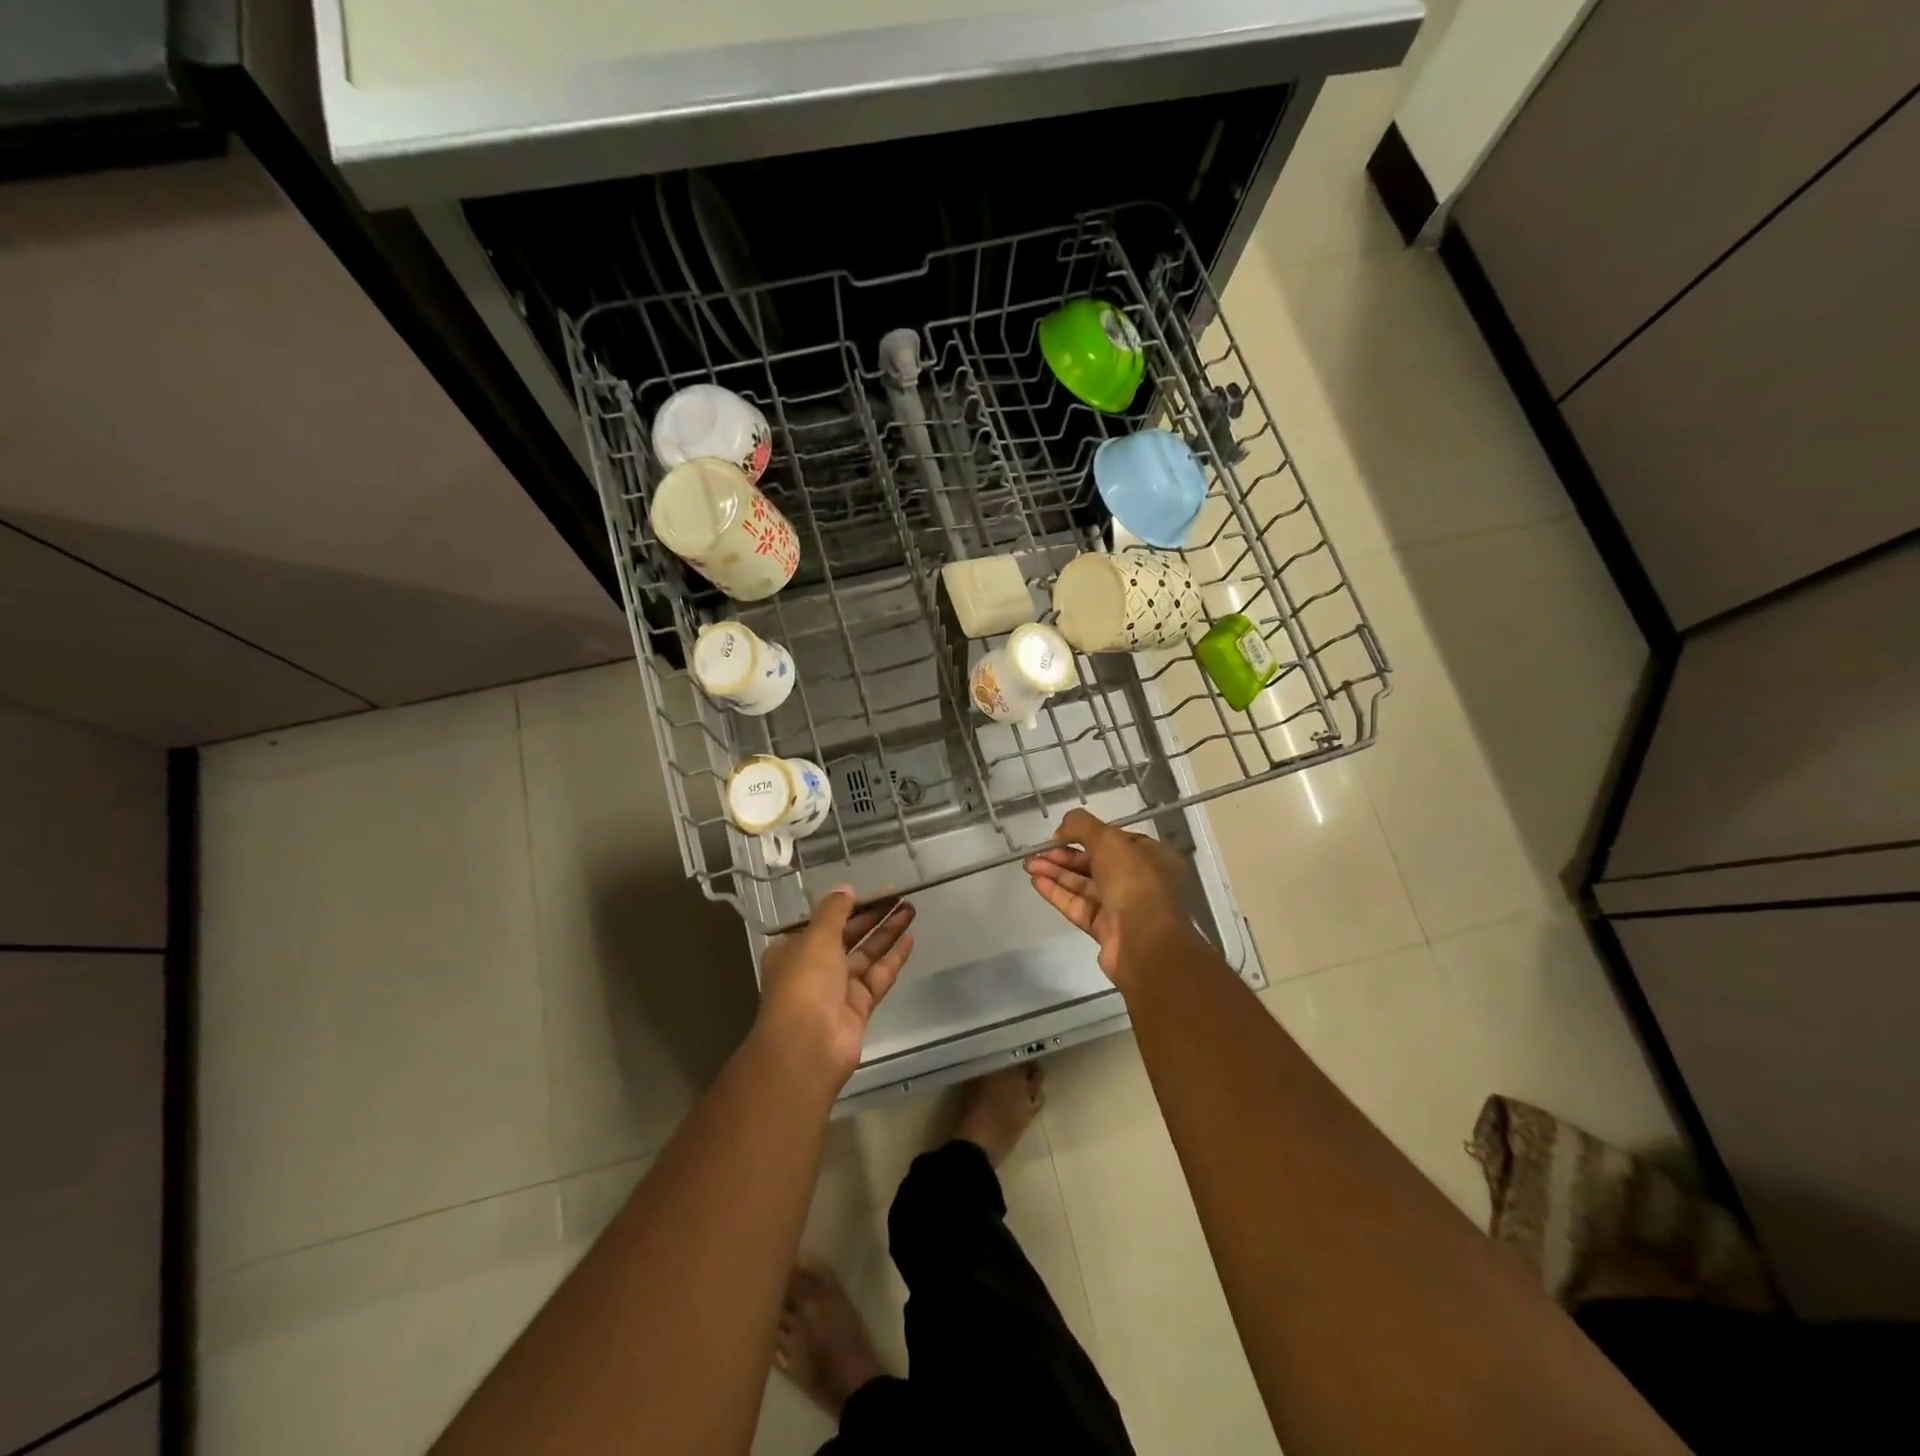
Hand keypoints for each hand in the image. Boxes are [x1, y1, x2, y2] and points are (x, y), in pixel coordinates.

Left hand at [754, 888, 915, 1092]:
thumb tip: (845, 888)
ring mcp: (838, 988)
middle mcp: (815, 966)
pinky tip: (911, 938)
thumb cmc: (804, 983)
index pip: (824, 921)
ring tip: (911, 908)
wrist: (808, 1046)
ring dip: (887, 931)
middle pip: (848, 935)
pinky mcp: (859, 1006)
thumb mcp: (816, 937)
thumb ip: (834, 910)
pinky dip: (893, 958)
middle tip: (899, 895)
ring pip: (866, 953)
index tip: (872, 890)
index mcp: (794, 949)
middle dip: (872, 915)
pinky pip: (879, 975)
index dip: (848, 904)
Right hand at [1025, 808, 1194, 990]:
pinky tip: (1036, 882)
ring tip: (1029, 865)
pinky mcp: (1106, 930)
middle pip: (1097, 863)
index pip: (1117, 840)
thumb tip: (1060, 830)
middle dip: (1064, 856)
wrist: (1145, 943)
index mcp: (1153, 857)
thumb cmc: (1135, 882)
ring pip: (1085, 885)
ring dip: (1057, 873)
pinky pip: (1079, 906)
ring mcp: (1123, 908)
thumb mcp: (1109, 840)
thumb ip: (1081, 826)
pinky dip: (1058, 893)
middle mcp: (1141, 881)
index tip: (1061, 834)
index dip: (1088, 835)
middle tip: (1036, 851)